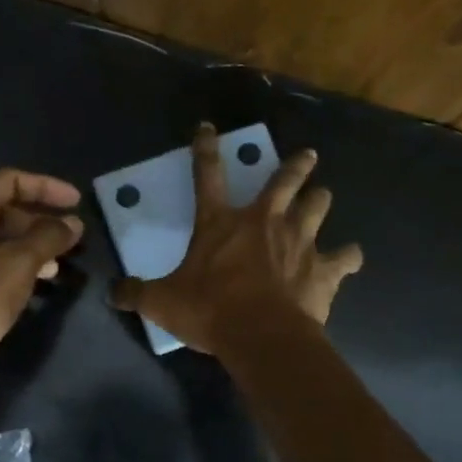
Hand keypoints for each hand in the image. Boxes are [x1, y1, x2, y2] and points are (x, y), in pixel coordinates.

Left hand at [0, 169, 83, 410]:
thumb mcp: (17, 265)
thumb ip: (48, 238)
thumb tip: (73, 223)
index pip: (9, 181)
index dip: (46, 187)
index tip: (77, 202)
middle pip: (4, 210)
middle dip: (41, 221)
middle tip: (73, 239)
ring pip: (0, 240)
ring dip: (33, 247)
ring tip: (61, 265)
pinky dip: (18, 267)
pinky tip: (38, 284)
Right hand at [111, 123, 362, 355]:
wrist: (261, 335)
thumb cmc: (210, 311)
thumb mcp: (162, 302)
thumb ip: (136, 293)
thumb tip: (112, 292)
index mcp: (221, 224)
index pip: (207, 176)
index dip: (205, 149)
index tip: (208, 127)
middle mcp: (264, 222)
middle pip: (284, 181)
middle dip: (296, 165)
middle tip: (307, 155)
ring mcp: (299, 241)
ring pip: (318, 206)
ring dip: (320, 200)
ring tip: (322, 197)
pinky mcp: (324, 268)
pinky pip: (345, 257)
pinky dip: (347, 257)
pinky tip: (349, 257)